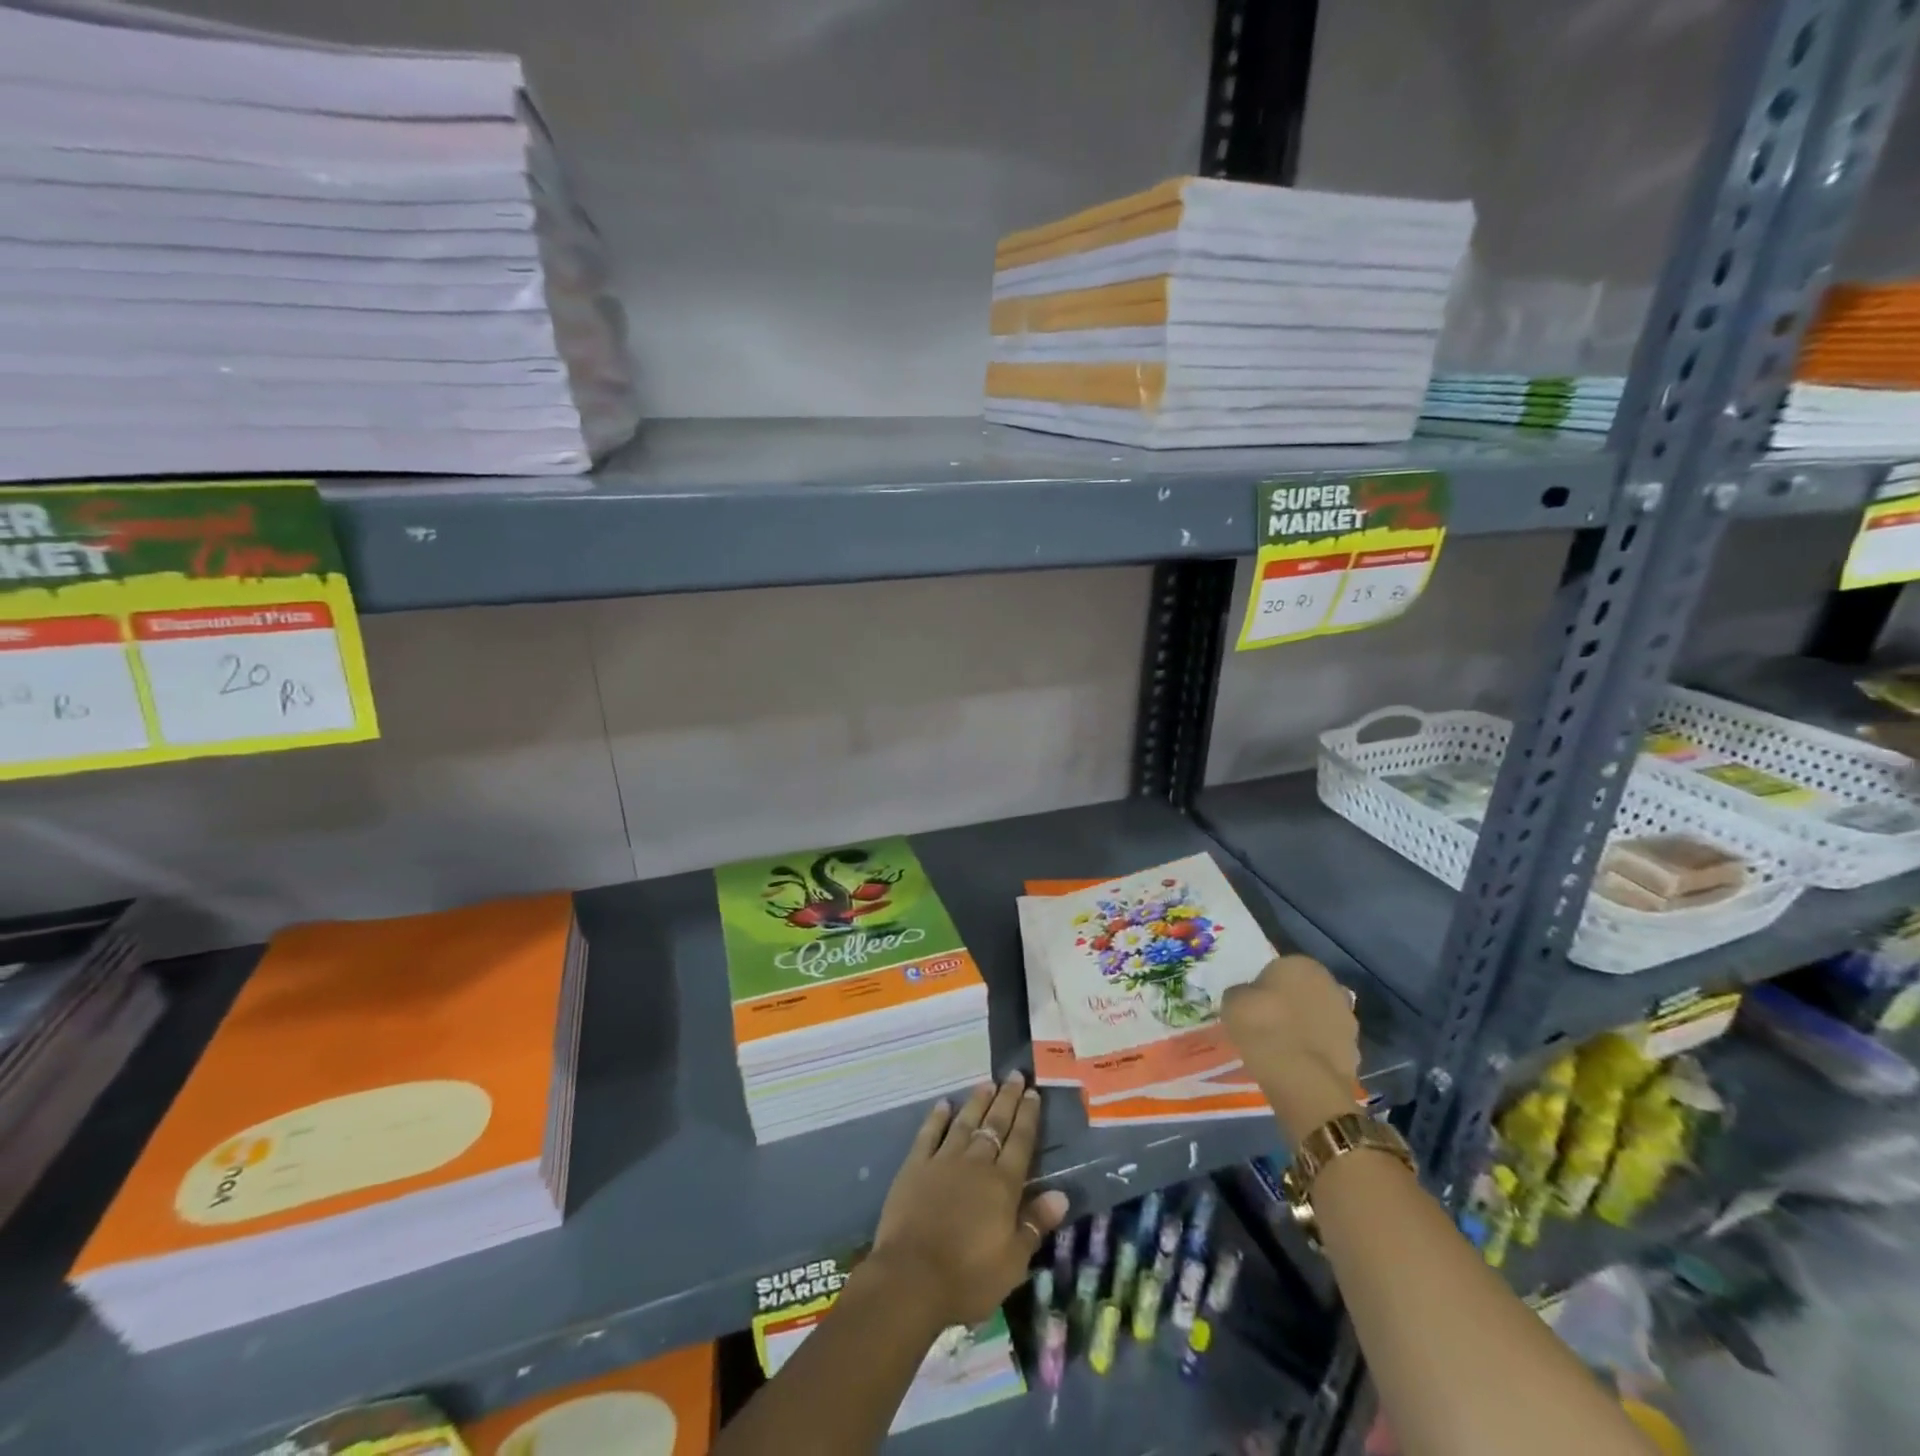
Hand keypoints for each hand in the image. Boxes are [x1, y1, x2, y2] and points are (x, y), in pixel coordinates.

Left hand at [867, 1073, 1070, 1329]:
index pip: (1021, 1142)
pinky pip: (929, 1134)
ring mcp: (943, 1161)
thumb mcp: (1012, 1262)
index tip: (1034, 1093)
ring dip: (977, 1102)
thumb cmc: (968, 1277)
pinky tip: (944, 1104)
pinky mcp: (915, 1167)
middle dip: (1007, 1099)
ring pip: (965, 1123)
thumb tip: (1061, 1195)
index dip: (1028, 1116)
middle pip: (995, 1124)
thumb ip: (1035, 1224)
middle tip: (1015, 1075)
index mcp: (1002, 1185)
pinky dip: (937, 1117)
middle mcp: (975, 1163)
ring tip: (987, 1083)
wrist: (911, 1278)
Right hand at [1222, 955, 1361, 1143]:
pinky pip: (1326, 1045)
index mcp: (1302, 964)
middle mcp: (1331, 985)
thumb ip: (1242, 993)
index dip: (1264, 986)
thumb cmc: (1264, 1028)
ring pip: (1318, 1018)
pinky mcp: (1355, 1052)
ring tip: (1281, 1047)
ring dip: (1305, 1027)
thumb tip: (1247, 997)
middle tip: (1267, 1023)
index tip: (1253, 1004)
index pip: (1279, 968)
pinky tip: (1296, 1065)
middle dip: (1289, 1004)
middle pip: (1303, 992)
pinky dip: (1314, 1051)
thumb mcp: (1233, 1002)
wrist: (1302, 1080)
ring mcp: (1348, 1020)